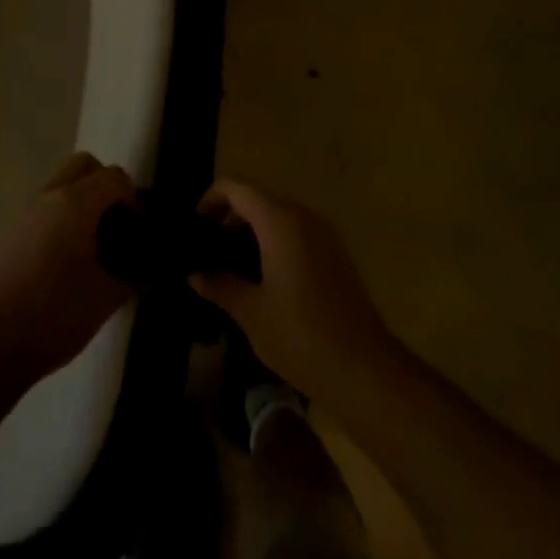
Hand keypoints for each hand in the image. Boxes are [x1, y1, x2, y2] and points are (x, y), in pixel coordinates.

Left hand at [0, 152, 138, 379]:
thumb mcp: (106, 298)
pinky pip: (46, 207)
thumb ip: (133, 276)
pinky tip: (69, 260)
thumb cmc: (54, 314)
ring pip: (62, 184)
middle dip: (107, 187)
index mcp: (75, 202)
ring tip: (96, 246)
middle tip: (118, 226)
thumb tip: (148, 269)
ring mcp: (26, 211)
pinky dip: (64, 217)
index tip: (140, 236)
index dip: (135, 202)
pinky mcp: (12, 231)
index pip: (115, 177)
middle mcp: (49, 195)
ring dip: (84, 200)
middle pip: (85, 165)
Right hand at [189, 180, 398, 399]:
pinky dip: (275, 241)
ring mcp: (325, 234)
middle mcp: (303, 217)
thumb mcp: (251, 312)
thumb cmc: (300, 336)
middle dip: (231, 216)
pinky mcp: (336, 254)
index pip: (237, 188)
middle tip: (210, 249)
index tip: (196, 226)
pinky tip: (265, 278)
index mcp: (279, 222)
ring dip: (253, 230)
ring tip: (233, 265)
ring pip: (279, 215)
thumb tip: (195, 274)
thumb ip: (220, 285)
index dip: (211, 198)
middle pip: (258, 199)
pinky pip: (298, 232)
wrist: (364, 369)